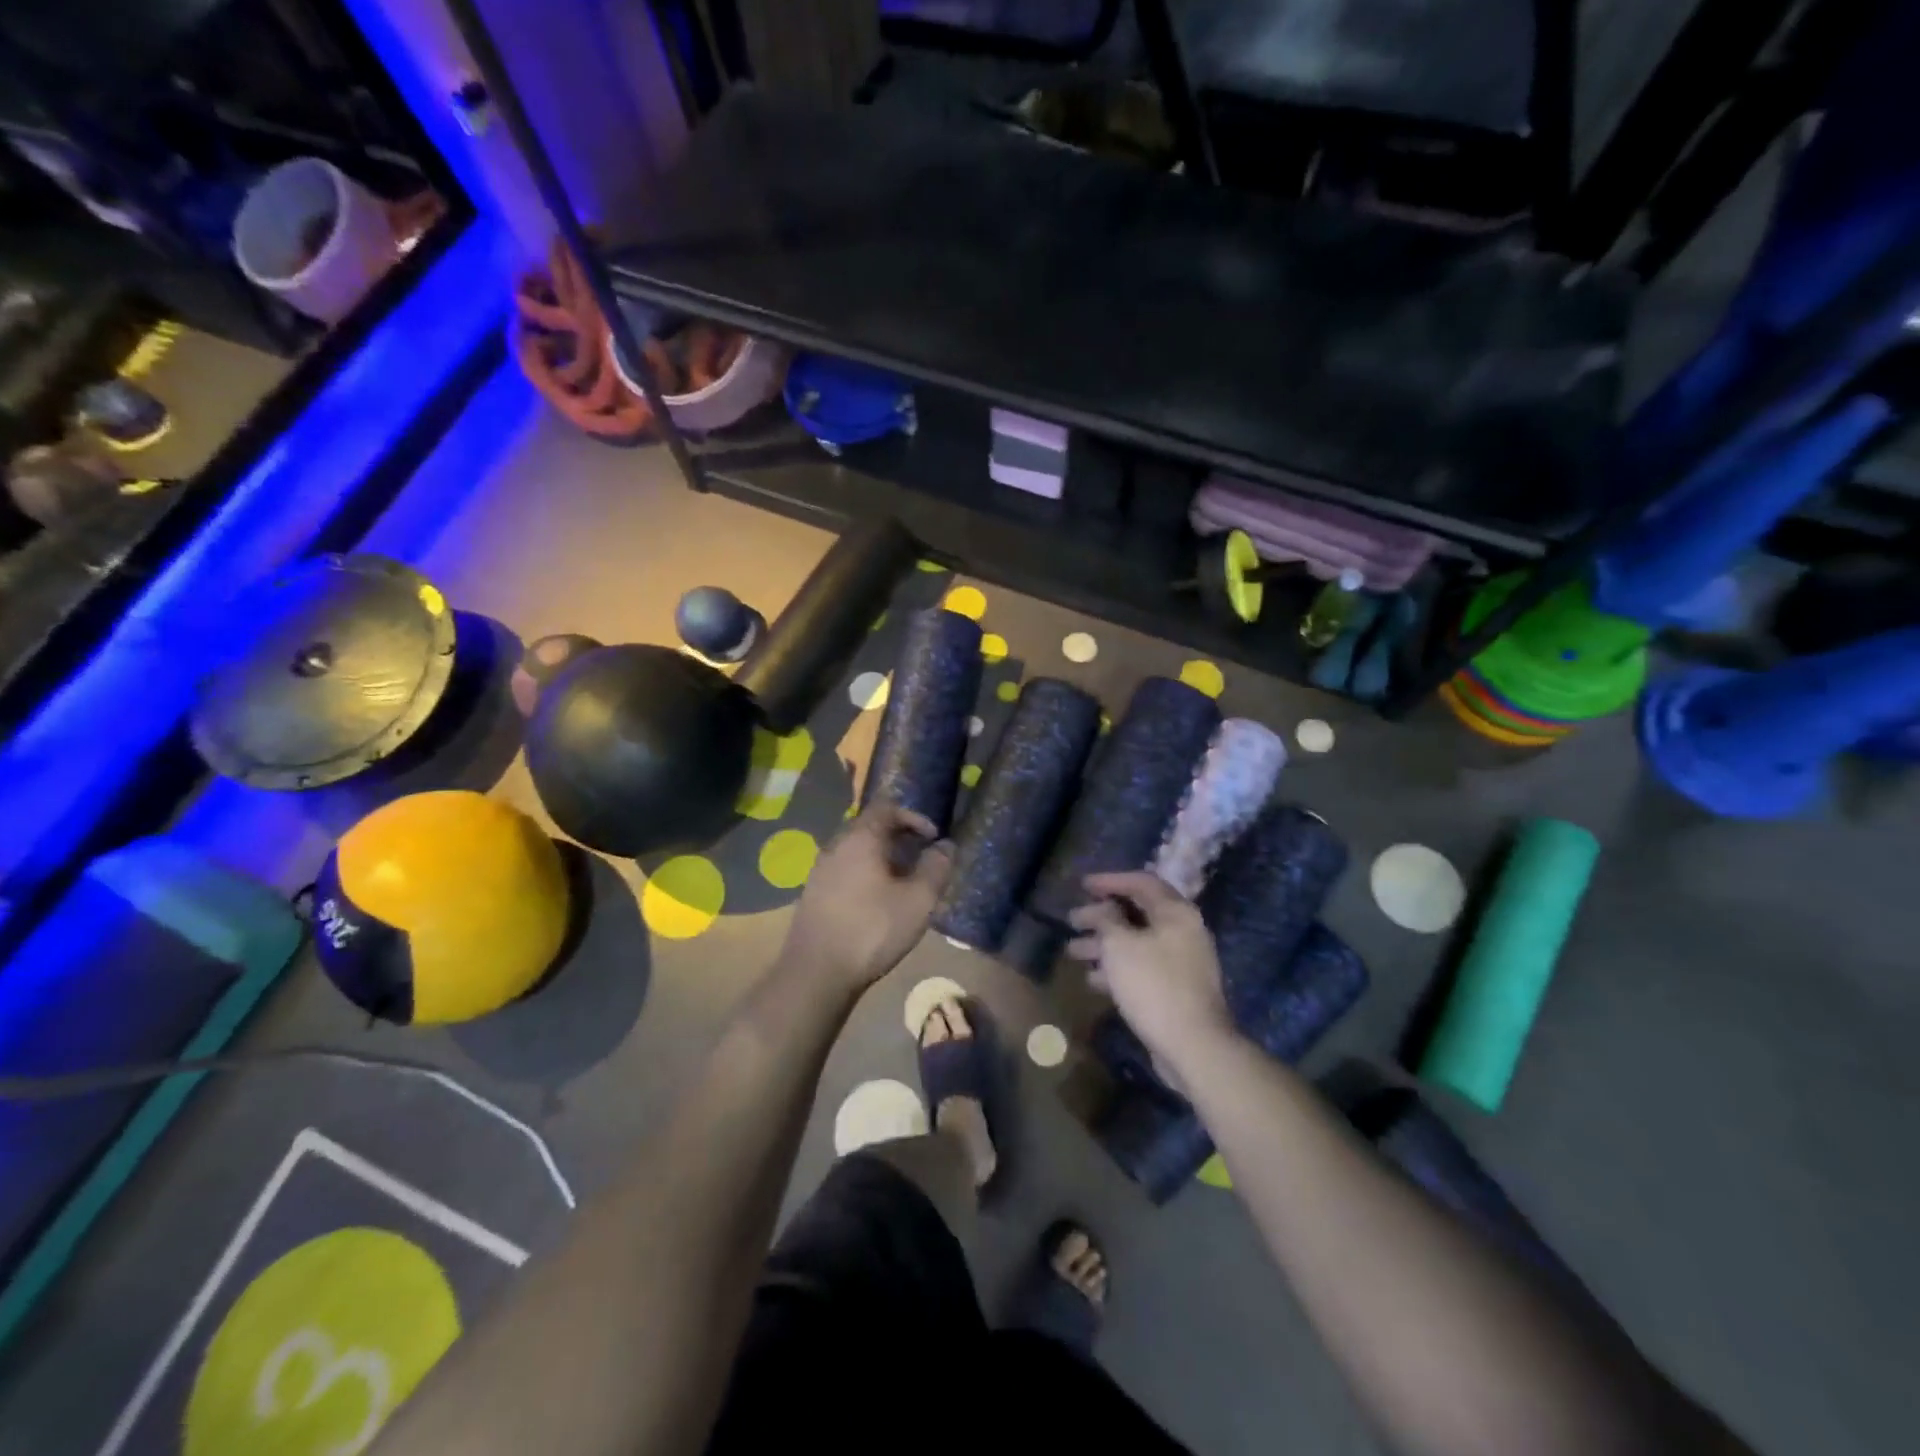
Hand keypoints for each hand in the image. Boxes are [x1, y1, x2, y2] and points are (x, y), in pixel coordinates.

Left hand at [780, 805, 953, 991]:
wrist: (816, 973)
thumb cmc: (872, 930)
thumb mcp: (918, 901)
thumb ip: (936, 868)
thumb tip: (946, 846)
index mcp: (860, 838)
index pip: (887, 807)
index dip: (914, 817)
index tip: (932, 838)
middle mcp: (836, 845)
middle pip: (869, 827)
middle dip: (899, 838)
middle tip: (921, 859)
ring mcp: (820, 869)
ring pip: (856, 850)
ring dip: (882, 858)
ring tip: (903, 883)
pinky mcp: (813, 893)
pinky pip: (844, 870)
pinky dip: (865, 874)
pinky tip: (877, 902)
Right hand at [1068, 871, 1234, 1090]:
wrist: (1194, 1046)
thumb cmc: (1154, 985)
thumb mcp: (1120, 946)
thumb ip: (1107, 919)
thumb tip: (1103, 909)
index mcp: (1175, 912)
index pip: (1141, 882)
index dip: (1109, 880)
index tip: (1082, 885)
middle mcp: (1183, 931)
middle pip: (1137, 913)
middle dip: (1101, 916)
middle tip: (1072, 920)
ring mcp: (1182, 962)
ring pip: (1136, 943)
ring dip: (1104, 945)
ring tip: (1072, 952)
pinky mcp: (1176, 989)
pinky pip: (1142, 967)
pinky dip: (1118, 968)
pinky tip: (1093, 979)